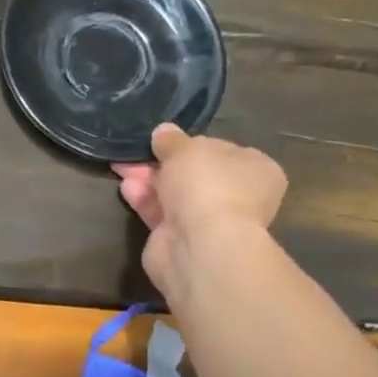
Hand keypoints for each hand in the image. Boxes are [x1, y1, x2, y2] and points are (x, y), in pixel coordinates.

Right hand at [113, 123, 287, 301]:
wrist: (199, 244)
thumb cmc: (206, 185)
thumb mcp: (187, 149)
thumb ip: (172, 140)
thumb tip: (163, 132)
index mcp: (255, 170)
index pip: (223, 151)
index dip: (193, 144)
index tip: (166, 140)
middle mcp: (237, 196)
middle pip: (194, 173)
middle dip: (162, 162)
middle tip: (136, 152)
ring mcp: (209, 221)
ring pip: (174, 194)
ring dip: (149, 179)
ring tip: (121, 166)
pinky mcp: (182, 239)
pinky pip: (161, 214)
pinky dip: (145, 200)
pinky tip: (126, 188)